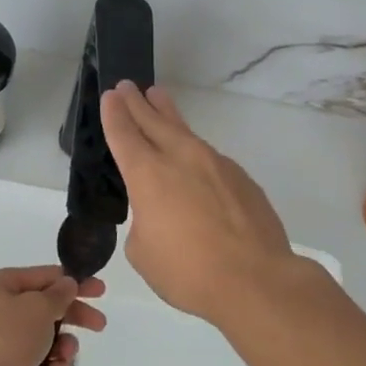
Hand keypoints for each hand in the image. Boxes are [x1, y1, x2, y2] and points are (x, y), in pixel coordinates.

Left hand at [0, 265, 106, 365]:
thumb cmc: (4, 337)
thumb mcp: (37, 307)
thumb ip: (58, 295)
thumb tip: (67, 284)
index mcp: (4, 285)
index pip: (46, 277)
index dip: (74, 282)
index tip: (100, 291)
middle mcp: (4, 310)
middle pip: (49, 308)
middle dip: (75, 316)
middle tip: (99, 325)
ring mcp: (8, 342)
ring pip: (49, 339)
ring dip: (64, 346)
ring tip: (65, 354)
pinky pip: (42, 365)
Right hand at [99, 82, 300, 324]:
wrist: (255, 280)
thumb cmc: (187, 271)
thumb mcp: (143, 252)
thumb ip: (144, 222)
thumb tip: (160, 214)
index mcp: (148, 174)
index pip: (124, 134)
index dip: (115, 114)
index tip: (110, 95)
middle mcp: (181, 158)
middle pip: (154, 122)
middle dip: (137, 104)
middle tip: (127, 85)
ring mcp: (215, 164)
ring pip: (185, 132)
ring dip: (168, 115)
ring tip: (159, 98)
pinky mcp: (241, 178)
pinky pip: (210, 158)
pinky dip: (195, 152)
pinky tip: (195, 160)